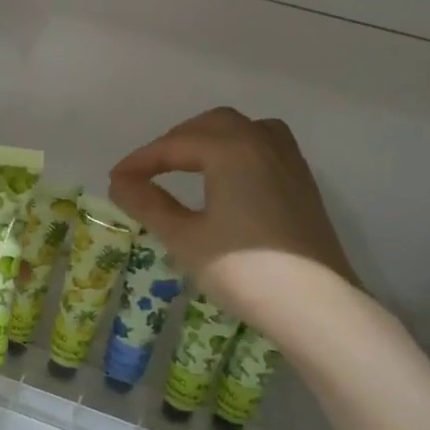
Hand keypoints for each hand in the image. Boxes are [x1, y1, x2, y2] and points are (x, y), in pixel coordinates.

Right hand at [108, 108, 357, 333]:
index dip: (141, 161)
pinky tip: (227, 178)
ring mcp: (289, 161)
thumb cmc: (242, 270)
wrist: (314, 305)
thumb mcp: (185, 238)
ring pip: (244, 130)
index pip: (175, 145)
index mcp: (231, 149)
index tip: (115, 180)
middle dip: (176, 141)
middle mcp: (262, 142)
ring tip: (187, 164)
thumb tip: (120, 183)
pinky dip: (237, 149)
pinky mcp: (303, 183)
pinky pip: (265, 146)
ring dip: (210, 138)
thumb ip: (149, 204)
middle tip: (148, 170)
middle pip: (212, 125)